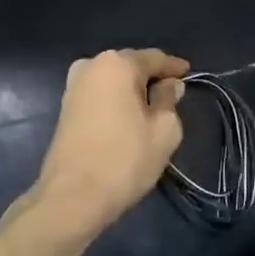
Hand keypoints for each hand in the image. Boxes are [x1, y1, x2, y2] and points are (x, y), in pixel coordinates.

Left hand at [33, 48, 188, 232]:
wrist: (73, 197)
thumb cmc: (125, 159)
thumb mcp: (164, 130)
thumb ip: (169, 100)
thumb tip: (169, 86)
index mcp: (117, 64)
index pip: (154, 58)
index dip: (174, 67)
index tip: (189, 73)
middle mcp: (91, 65)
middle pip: (131, 66)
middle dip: (151, 77)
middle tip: (173, 93)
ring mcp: (73, 86)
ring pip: (113, 81)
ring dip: (132, 90)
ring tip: (152, 108)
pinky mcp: (65, 108)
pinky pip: (100, 94)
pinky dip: (116, 101)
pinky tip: (129, 116)